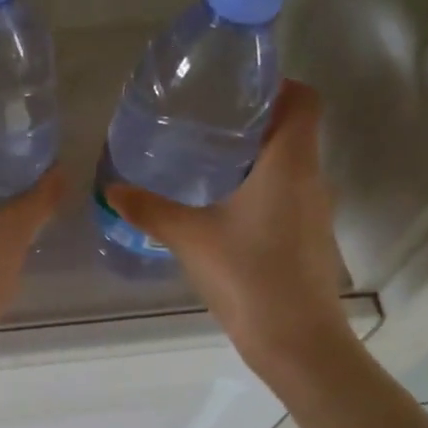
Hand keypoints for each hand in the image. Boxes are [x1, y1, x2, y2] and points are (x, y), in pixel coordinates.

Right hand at [106, 80, 350, 382]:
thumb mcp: (190, 238)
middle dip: (255, 119)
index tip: (237, 88)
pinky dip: (263, 185)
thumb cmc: (249, 276)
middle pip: (295, 129)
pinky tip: (223, 203)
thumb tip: (112, 189)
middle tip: (206, 119)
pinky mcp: (310, 236)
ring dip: (258, 154)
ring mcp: (315, 210)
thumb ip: (150, 210)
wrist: (297, 342)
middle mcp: (311, 178)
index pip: (304, 101)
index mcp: (290, 163)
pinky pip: (289, 192)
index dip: (278, 85)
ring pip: (292, 163)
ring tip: (208, 157)